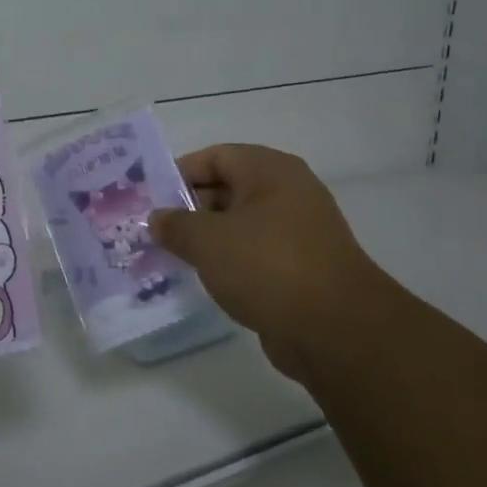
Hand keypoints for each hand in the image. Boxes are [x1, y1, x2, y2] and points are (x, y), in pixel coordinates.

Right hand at [149, 144, 393, 379]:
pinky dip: (229, 262)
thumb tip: (158, 219)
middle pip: (227, 189)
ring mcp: (297, 231)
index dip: (179, 173)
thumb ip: (175, 225)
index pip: (215, 156)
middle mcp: (287, 192)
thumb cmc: (268, 267)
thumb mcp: (208, 241)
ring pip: (239, 225)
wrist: (336, 330)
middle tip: (154, 230)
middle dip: (189, 209)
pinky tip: (203, 279)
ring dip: (206, 239)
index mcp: (270, 171)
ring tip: (170, 256)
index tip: (149, 198)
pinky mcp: (300, 267)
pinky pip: (254, 254)